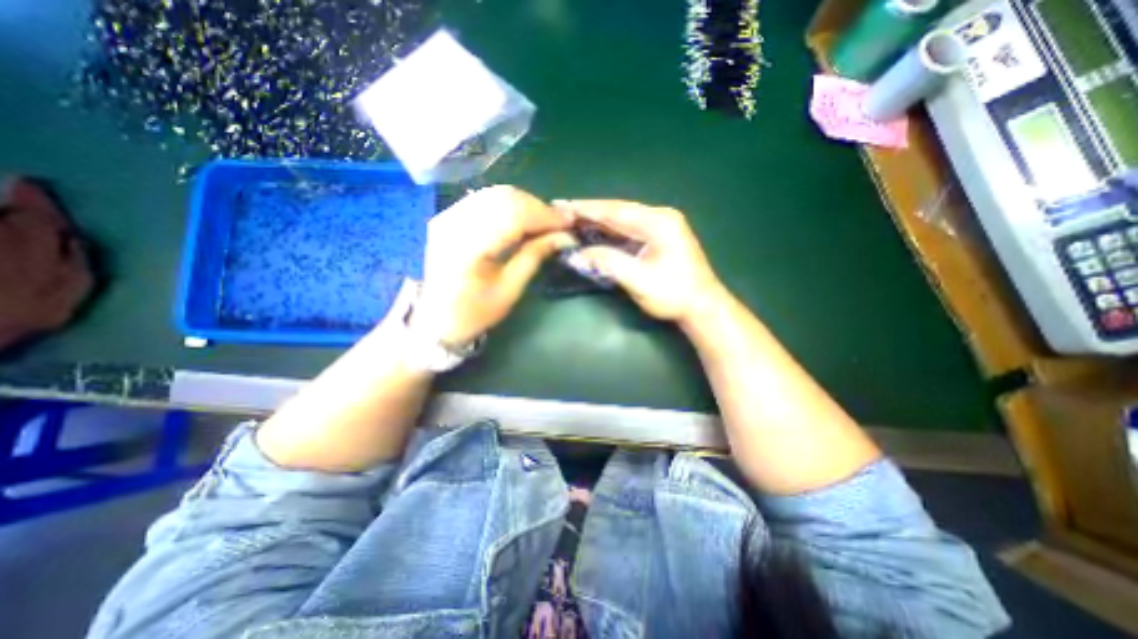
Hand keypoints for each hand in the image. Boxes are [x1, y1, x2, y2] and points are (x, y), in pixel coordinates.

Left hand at [411, 185, 579, 344]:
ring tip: (544, 221)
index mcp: (468, 248)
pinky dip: (509, 205)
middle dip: (538, 207)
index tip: (569, 222)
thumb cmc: (475, 312)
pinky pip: (484, 199)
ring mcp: (447, 216)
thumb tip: (563, 236)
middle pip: (504, 198)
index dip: (544, 215)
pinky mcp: (447, 216)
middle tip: (559, 223)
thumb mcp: (510, 290)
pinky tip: (522, 219)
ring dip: (525, 204)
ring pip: (495, 194)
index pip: (513, 215)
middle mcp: (454, 223)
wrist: (436, 319)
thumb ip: (534, 256)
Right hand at [558, 199, 728, 327]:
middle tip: (564, 210)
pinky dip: (612, 229)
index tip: (563, 205)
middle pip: (620, 210)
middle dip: (591, 211)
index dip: (588, 209)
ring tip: (574, 217)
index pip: (616, 211)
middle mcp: (661, 217)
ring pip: (625, 218)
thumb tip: (578, 253)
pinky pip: (631, 228)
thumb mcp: (639, 280)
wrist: (702, 307)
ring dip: (600, 219)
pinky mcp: (661, 236)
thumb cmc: (673, 294)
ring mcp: (663, 225)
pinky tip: (597, 230)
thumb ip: (608, 262)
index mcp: (659, 222)